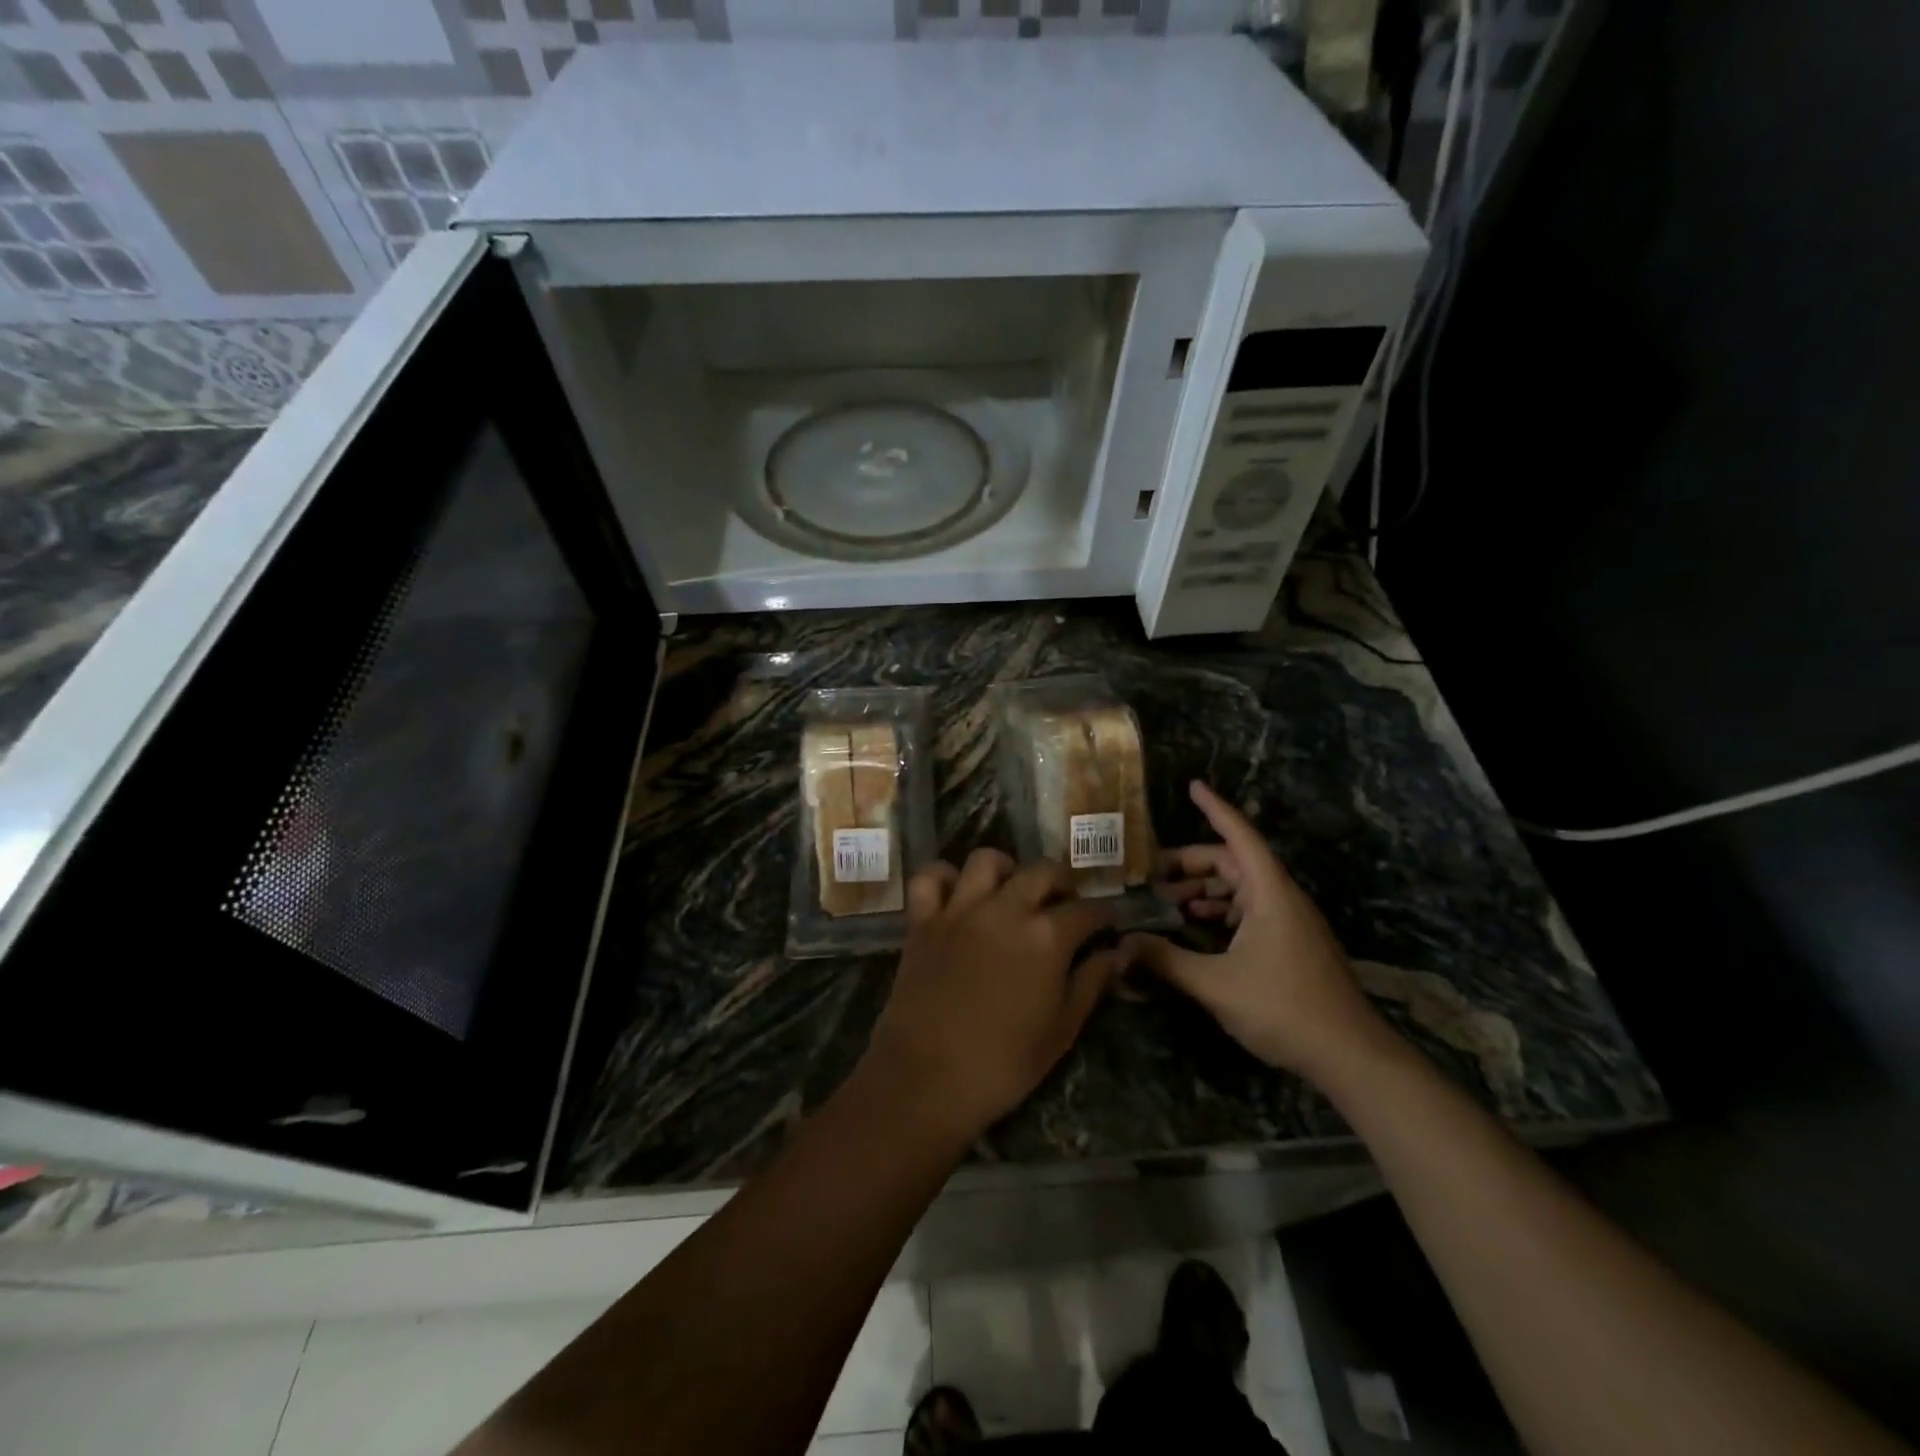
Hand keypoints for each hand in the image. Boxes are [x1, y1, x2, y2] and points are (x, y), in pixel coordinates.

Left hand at [858, 849, 1123, 1144]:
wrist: (927, 1078)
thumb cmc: (1004, 1063)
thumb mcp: (1061, 1030)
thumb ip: (1091, 983)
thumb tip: (1118, 954)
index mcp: (1046, 936)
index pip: (1087, 911)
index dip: (1103, 915)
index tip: (1108, 923)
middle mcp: (1006, 908)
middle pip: (1042, 871)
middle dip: (1061, 882)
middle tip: (1064, 904)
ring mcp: (960, 909)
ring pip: (986, 860)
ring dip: (1006, 869)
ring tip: (1011, 891)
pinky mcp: (923, 919)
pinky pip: (931, 878)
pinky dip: (944, 877)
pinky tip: (957, 894)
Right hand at [1124, 781, 1390, 1081]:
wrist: (1350, 1055)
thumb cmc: (1283, 1007)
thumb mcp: (1215, 984)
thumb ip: (1166, 960)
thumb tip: (1122, 943)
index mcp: (1269, 892)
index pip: (1239, 836)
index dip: (1215, 809)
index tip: (1192, 786)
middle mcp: (1281, 898)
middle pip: (1233, 863)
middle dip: (1191, 865)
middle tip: (1150, 875)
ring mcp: (1289, 922)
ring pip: (1240, 889)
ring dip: (1204, 891)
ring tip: (1166, 904)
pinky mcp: (1290, 944)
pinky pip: (1249, 912)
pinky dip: (1220, 912)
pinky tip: (1196, 929)